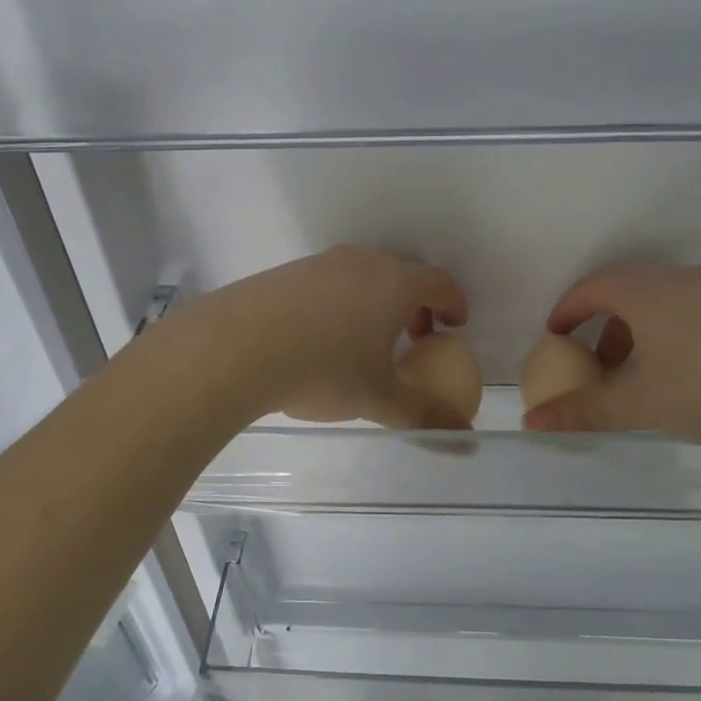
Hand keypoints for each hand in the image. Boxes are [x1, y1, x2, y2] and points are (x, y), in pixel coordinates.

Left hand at [194, 246, 472, 428]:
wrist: (237, 346)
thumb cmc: (324, 369)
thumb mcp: (379, 399)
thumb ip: (424, 416)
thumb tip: (463, 438)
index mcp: (394, 283)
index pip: (439, 283)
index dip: (453, 304)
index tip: (454, 326)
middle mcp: (362, 262)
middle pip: (402, 275)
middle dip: (415, 306)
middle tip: (414, 339)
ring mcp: (321, 263)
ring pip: (363, 277)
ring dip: (376, 304)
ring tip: (366, 342)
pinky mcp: (287, 272)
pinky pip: (329, 283)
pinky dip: (341, 304)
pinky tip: (321, 339)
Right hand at [521, 263, 700, 454]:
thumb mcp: (642, 405)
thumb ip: (585, 411)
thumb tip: (531, 420)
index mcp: (644, 290)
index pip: (589, 289)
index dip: (565, 314)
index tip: (555, 340)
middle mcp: (681, 278)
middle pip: (627, 293)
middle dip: (604, 327)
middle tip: (599, 365)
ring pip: (667, 304)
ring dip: (644, 333)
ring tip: (648, 376)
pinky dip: (681, 335)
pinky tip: (700, 376)